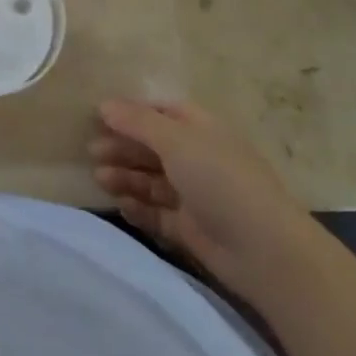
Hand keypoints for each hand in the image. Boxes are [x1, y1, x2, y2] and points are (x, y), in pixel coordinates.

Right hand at [90, 98, 318, 296]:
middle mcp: (197, 157)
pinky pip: (157, 213)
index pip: (161, 112)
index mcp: (200, 129)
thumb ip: (138, 122)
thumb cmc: (221, 181)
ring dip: (126, 176)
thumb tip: (104, 104)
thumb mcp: (177, 142)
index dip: (131, 113)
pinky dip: (139, 208)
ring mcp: (194, 194)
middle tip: (91, 152)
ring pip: (151, 179)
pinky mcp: (190, 227)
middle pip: (152, 146)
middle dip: (123, 146)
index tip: (98, 117)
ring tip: (100, 180)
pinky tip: (121, 206)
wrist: (264, 250)